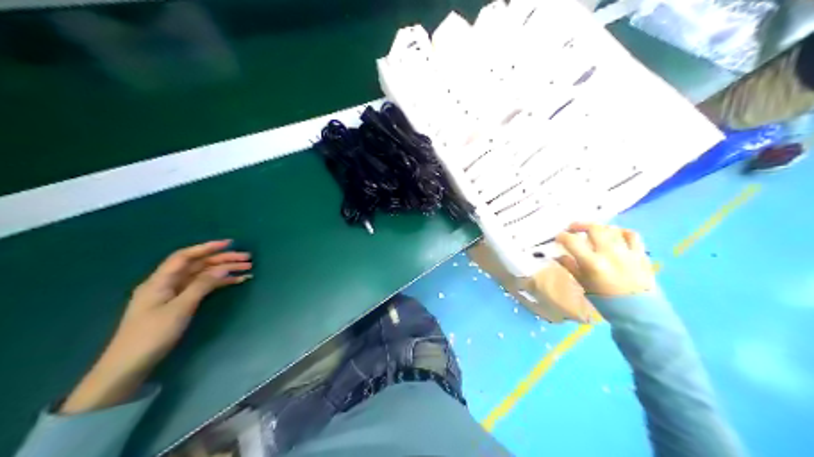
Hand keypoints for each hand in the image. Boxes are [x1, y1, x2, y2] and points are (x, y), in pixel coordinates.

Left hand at [61, 242, 251, 414]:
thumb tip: (223, 267)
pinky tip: (232, 283)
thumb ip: (202, 285)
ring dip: (222, 272)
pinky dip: (215, 285)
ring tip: (246, 270)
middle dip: (221, 260)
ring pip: (200, 277)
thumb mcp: (180, 309)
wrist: (128, 366)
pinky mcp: (174, 307)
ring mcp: (170, 295)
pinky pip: (198, 289)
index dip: (207, 247)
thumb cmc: (152, 335)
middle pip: (196, 265)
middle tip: (246, 259)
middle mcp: (165, 283)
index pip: (185, 256)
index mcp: (160, 280)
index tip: (229, 244)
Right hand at [554, 223, 653, 295]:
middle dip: (580, 226)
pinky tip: (616, 235)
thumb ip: (571, 267)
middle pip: (593, 228)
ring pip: (611, 229)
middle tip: (573, 228)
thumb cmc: (606, 301)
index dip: (562, 237)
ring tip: (594, 232)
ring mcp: (626, 251)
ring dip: (600, 228)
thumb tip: (558, 256)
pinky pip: (632, 235)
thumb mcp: (584, 285)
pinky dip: (622, 232)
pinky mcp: (640, 253)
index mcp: (593, 263)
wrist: (638, 311)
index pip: (572, 241)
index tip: (559, 238)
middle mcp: (609, 253)